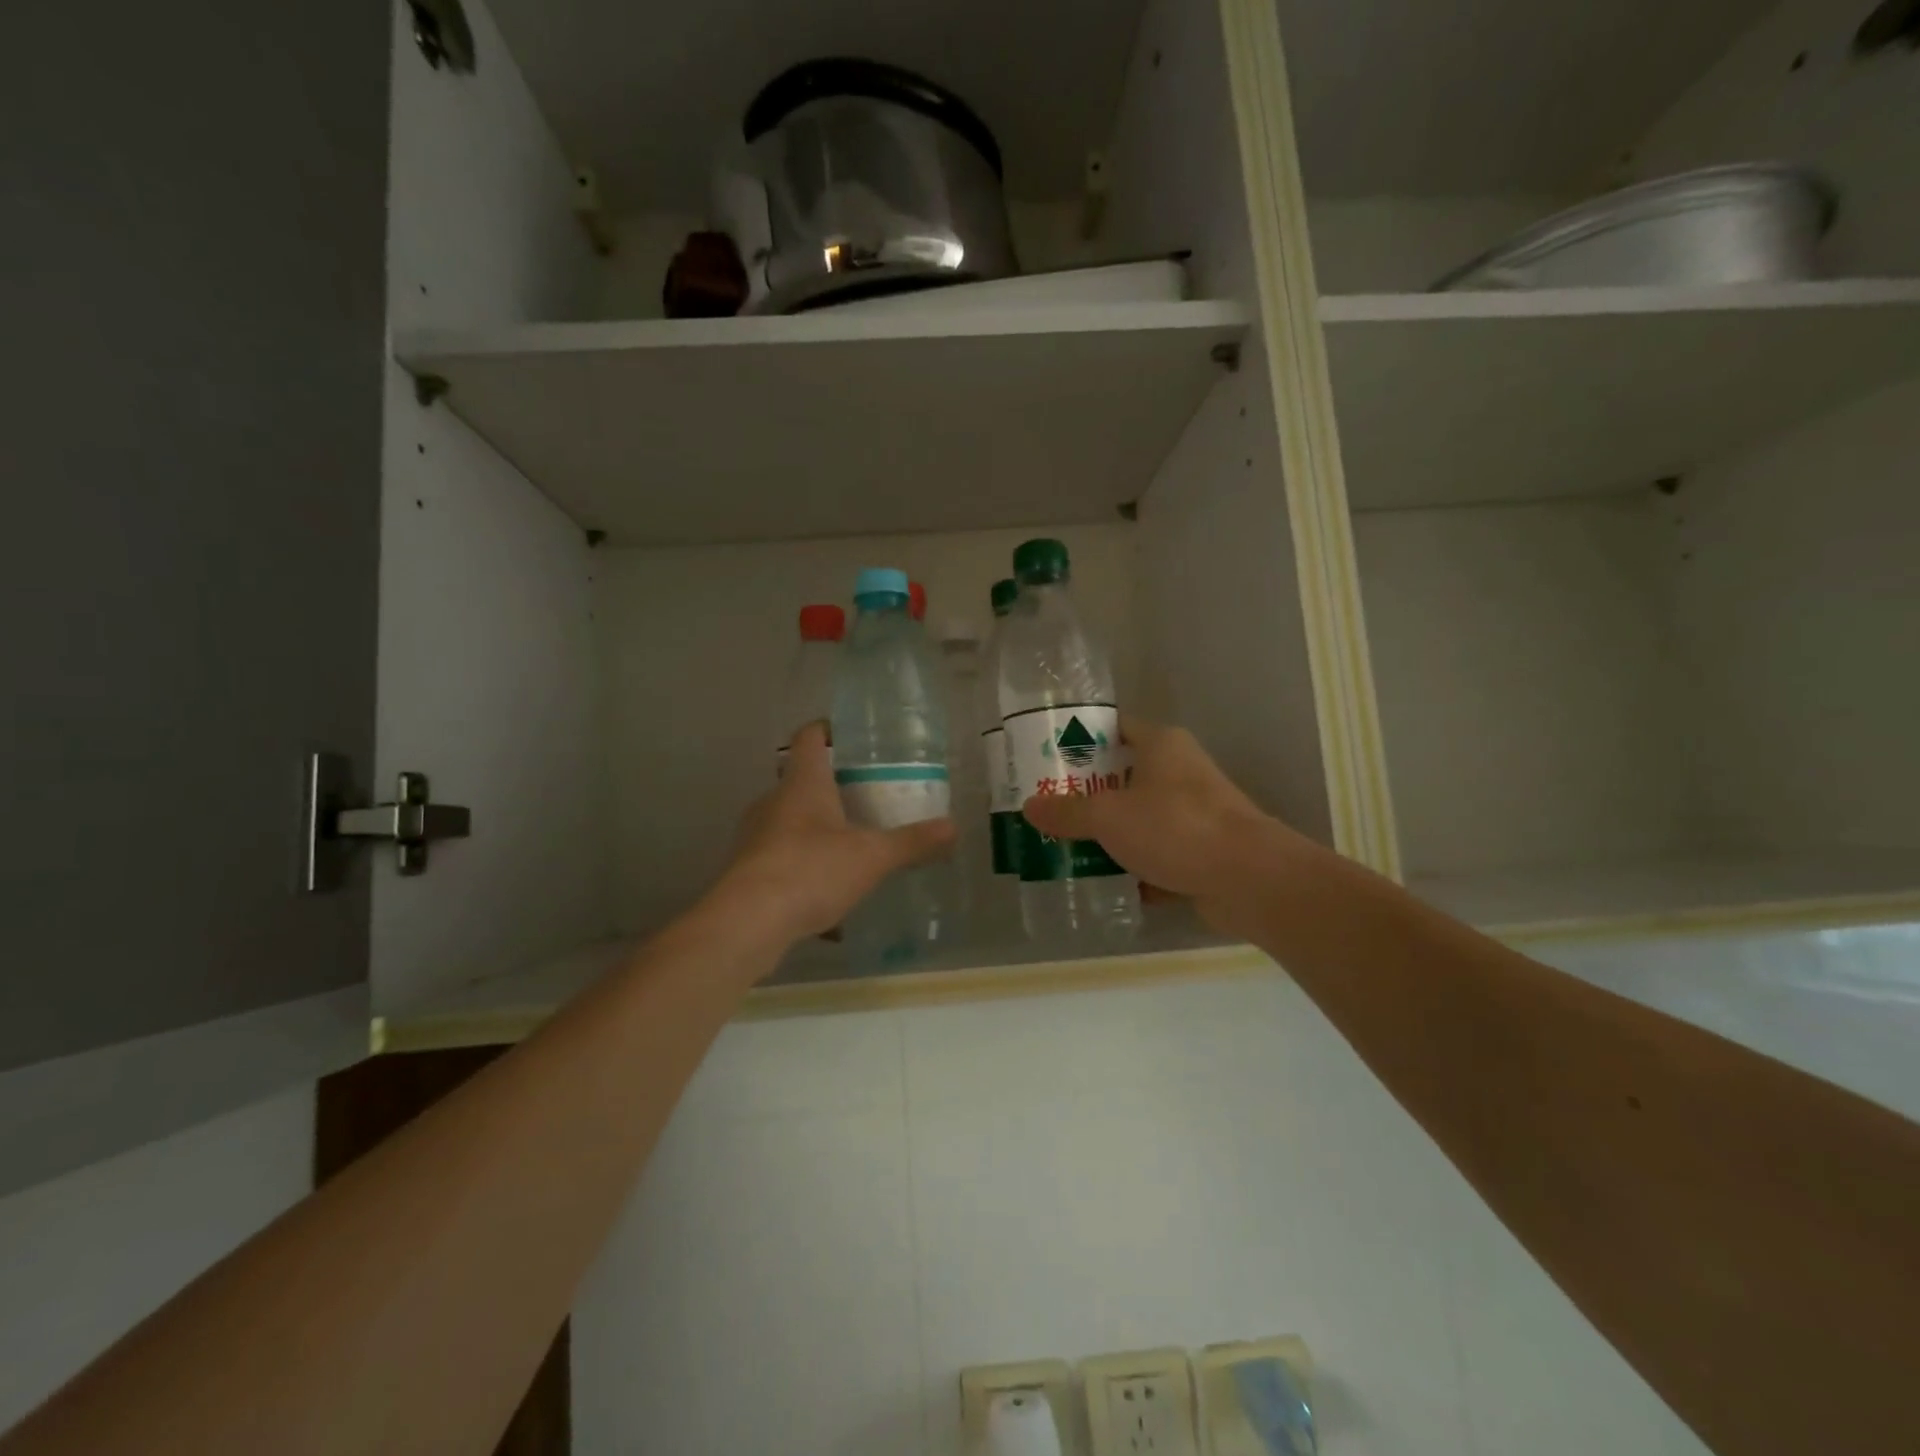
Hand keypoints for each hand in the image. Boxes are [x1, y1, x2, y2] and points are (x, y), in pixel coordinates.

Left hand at [714, 721, 956, 944]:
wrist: (747, 924)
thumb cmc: (810, 871)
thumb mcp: (871, 856)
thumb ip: (912, 842)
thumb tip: (953, 828)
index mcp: (802, 783)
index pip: (809, 736)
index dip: (828, 729)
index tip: (853, 736)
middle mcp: (774, 801)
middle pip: (802, 780)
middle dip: (834, 787)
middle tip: (869, 797)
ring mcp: (756, 837)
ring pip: (792, 823)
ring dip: (820, 831)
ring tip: (855, 848)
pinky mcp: (749, 871)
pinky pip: (785, 862)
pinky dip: (809, 872)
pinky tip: (833, 904)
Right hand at [1020, 718, 1306, 937]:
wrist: (1250, 879)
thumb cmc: (1176, 828)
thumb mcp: (1109, 816)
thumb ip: (1067, 812)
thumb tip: (1030, 806)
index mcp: (1161, 745)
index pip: (1115, 728)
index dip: (1081, 740)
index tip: (1048, 759)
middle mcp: (1180, 772)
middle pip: (1123, 776)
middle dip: (1087, 795)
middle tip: (1048, 807)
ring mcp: (1194, 813)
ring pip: (1139, 819)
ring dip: (1109, 835)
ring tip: (1066, 847)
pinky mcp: (1202, 851)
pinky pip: (1157, 854)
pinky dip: (1135, 868)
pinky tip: (1104, 883)